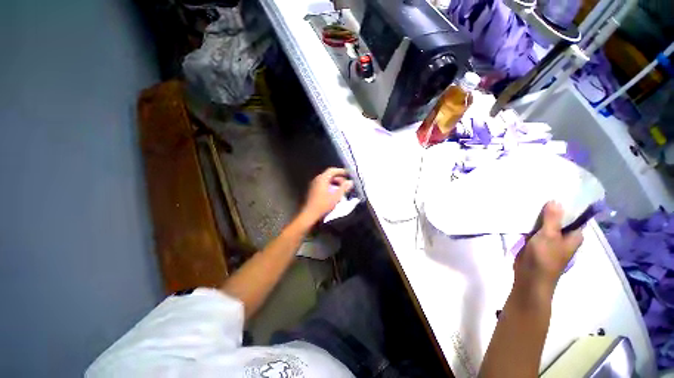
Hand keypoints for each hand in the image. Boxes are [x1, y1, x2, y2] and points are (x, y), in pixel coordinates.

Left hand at [300, 167, 353, 223]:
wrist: (310, 214)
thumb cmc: (323, 205)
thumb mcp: (336, 196)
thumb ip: (344, 188)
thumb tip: (350, 182)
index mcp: (322, 179)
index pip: (332, 170)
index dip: (341, 171)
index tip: (348, 174)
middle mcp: (317, 179)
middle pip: (329, 175)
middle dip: (339, 178)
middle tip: (346, 184)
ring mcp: (314, 184)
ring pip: (327, 180)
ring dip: (335, 183)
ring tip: (341, 189)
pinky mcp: (313, 190)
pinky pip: (323, 184)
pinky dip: (330, 186)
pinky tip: (334, 193)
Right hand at [514, 202, 583, 293]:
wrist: (530, 277)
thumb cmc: (545, 258)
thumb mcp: (549, 236)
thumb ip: (552, 219)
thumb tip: (556, 200)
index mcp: (574, 235)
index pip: (575, 216)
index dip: (568, 205)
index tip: (558, 192)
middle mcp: (563, 237)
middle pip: (559, 219)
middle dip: (551, 208)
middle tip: (541, 193)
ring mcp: (549, 240)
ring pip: (546, 224)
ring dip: (539, 216)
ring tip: (530, 200)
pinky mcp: (536, 243)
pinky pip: (535, 229)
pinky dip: (531, 223)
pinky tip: (523, 214)